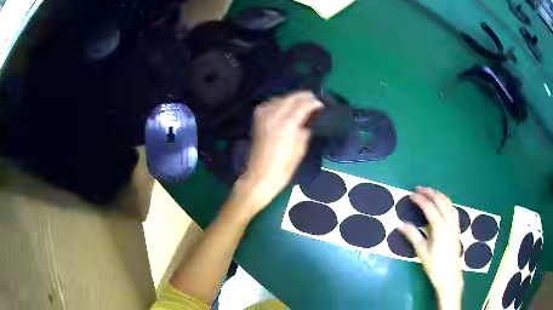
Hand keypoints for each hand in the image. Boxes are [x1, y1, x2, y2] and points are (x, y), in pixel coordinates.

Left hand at [232, 91, 322, 214]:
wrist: (260, 174)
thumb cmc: (284, 166)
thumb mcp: (301, 147)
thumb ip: (306, 127)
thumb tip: (311, 117)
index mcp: (287, 123)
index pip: (304, 104)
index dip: (315, 102)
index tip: (323, 104)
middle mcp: (274, 113)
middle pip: (293, 97)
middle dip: (306, 97)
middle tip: (317, 101)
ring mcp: (264, 113)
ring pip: (283, 98)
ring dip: (295, 99)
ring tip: (305, 103)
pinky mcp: (258, 116)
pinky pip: (273, 103)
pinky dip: (283, 103)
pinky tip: (290, 108)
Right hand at [399, 187, 462, 309]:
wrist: (450, 276)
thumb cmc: (434, 266)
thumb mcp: (421, 252)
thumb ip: (413, 236)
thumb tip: (400, 224)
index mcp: (439, 227)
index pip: (429, 207)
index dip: (419, 199)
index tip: (410, 194)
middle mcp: (449, 221)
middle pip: (440, 200)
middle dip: (429, 192)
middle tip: (418, 189)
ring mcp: (454, 223)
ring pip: (448, 202)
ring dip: (438, 195)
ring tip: (429, 193)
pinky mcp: (457, 227)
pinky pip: (453, 209)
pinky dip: (446, 202)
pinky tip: (442, 204)